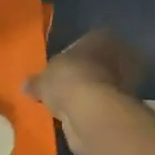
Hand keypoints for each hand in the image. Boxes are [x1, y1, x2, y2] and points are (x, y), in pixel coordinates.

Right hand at [26, 31, 146, 154]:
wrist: (93, 111)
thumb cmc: (67, 80)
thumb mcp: (42, 80)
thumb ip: (36, 82)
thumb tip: (26, 86)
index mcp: (99, 36)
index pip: (86, 41)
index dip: (73, 56)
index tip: (61, 69)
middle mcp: (118, 53)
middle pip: (99, 62)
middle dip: (85, 74)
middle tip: (67, 88)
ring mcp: (127, 79)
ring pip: (105, 84)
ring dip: (92, 93)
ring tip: (72, 105)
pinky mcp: (128, 105)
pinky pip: (106, 103)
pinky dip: (96, 109)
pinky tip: (82, 117)